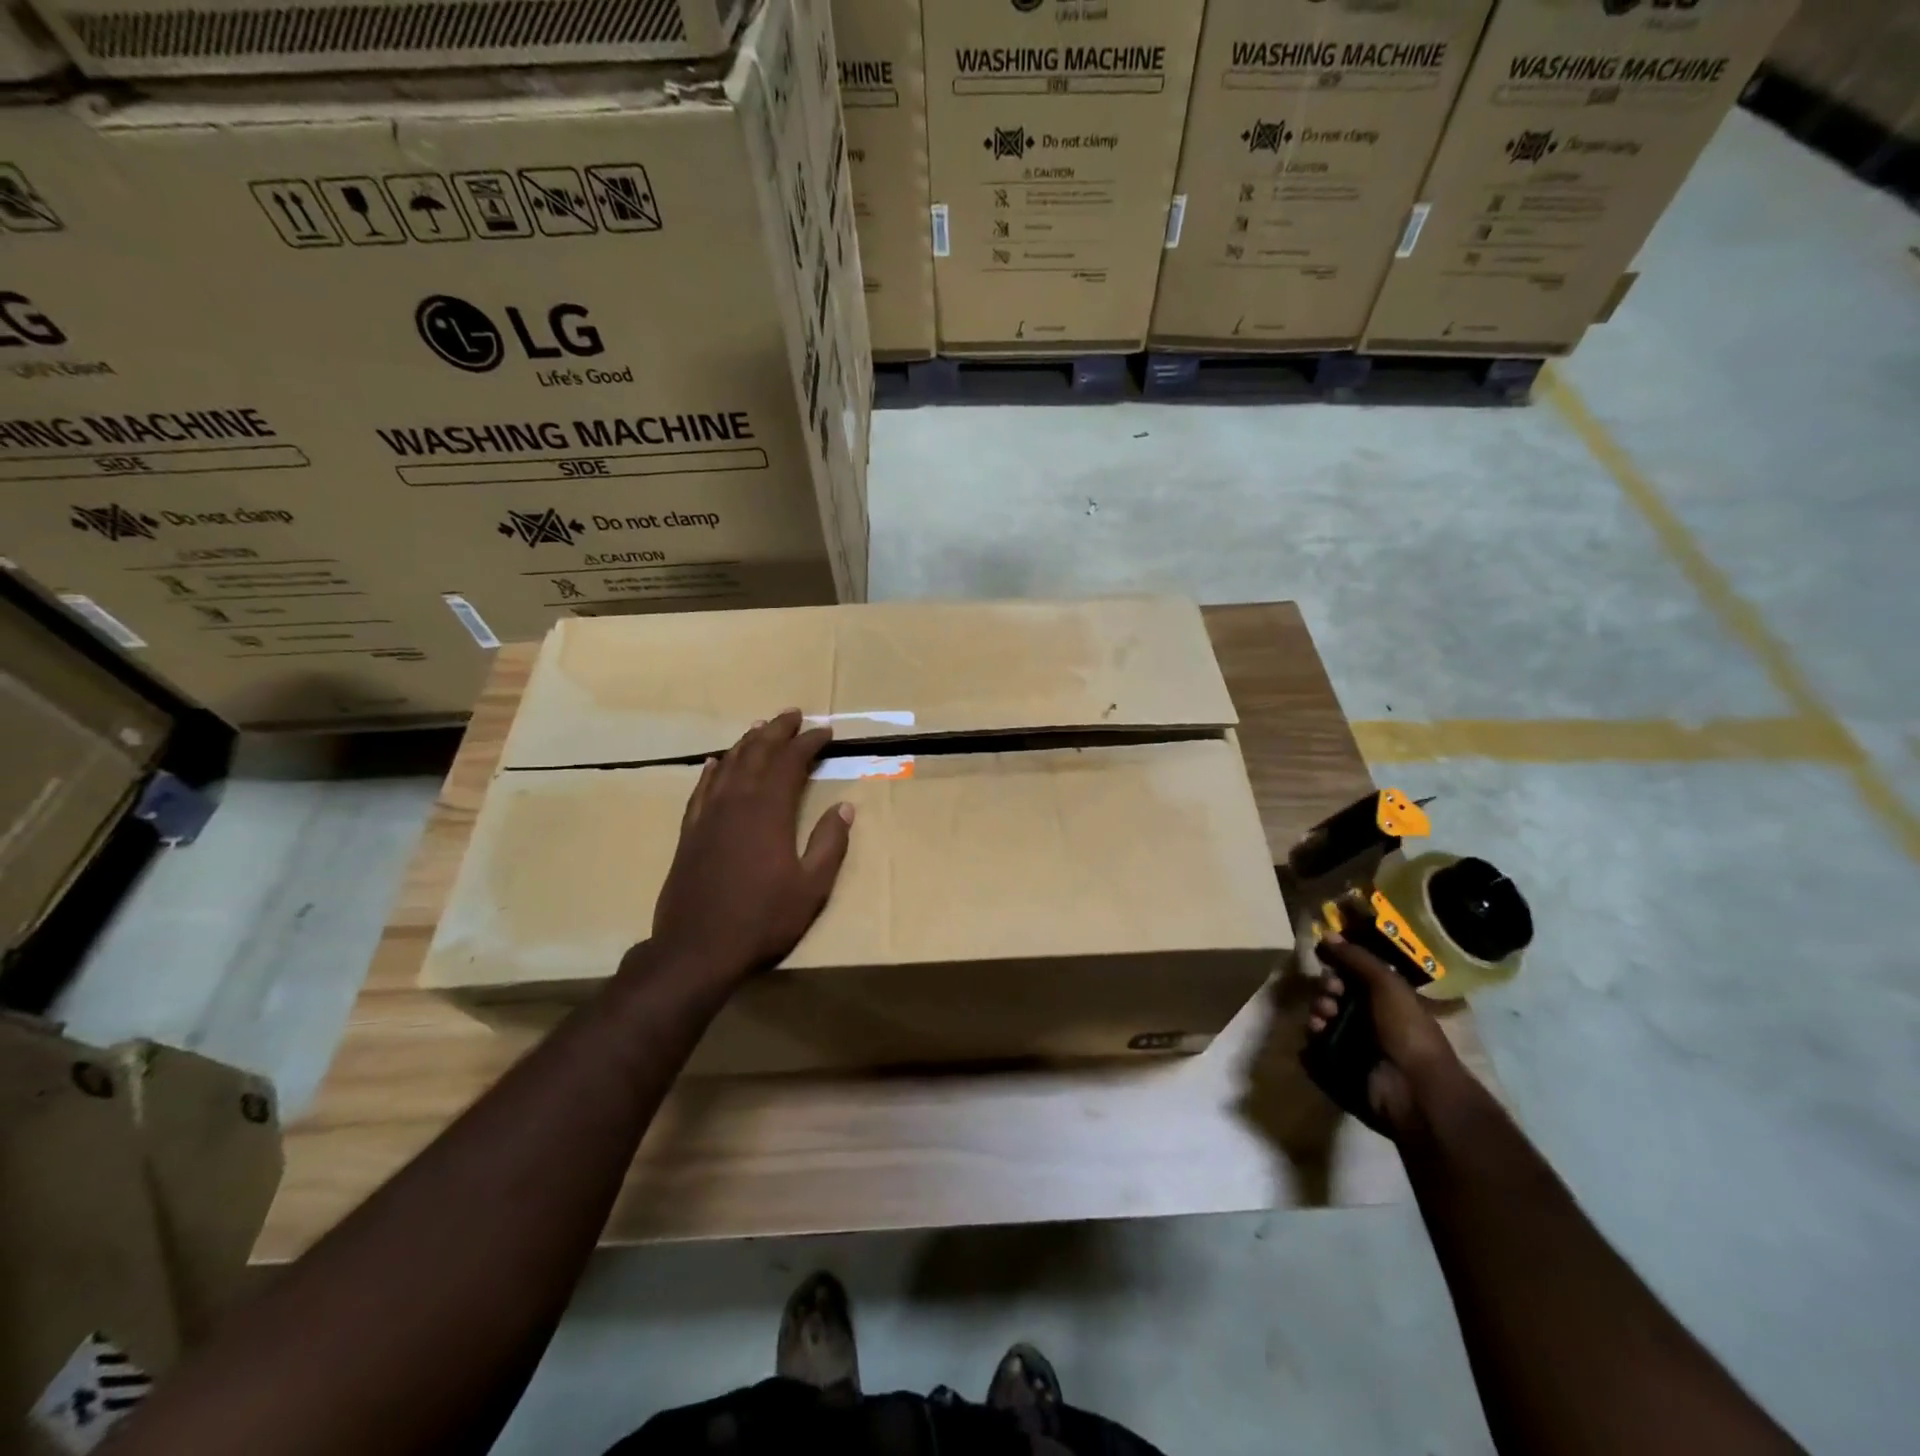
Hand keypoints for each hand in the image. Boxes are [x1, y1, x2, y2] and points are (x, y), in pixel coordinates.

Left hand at [646, 709, 853, 985]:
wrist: (696, 948)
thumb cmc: (762, 919)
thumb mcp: (812, 887)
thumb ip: (829, 844)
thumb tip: (845, 807)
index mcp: (769, 811)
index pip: (791, 762)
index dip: (809, 743)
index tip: (827, 732)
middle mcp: (737, 802)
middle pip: (757, 752)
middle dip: (778, 730)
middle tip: (794, 714)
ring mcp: (708, 815)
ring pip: (729, 764)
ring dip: (747, 742)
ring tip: (760, 726)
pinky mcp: (690, 832)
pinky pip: (702, 788)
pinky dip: (713, 770)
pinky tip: (716, 762)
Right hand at [1309, 935, 1464, 1137]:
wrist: (1414, 1088)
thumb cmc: (1406, 1031)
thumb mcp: (1387, 984)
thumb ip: (1356, 957)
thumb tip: (1325, 934)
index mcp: (1383, 1002)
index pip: (1348, 978)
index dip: (1337, 971)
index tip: (1332, 971)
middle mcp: (1366, 1022)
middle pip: (1329, 997)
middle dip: (1324, 993)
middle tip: (1330, 1000)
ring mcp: (1351, 1048)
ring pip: (1318, 1021)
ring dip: (1316, 1016)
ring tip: (1324, 1023)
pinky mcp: (1336, 1071)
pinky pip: (1311, 1051)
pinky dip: (1311, 1045)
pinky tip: (1319, 1040)